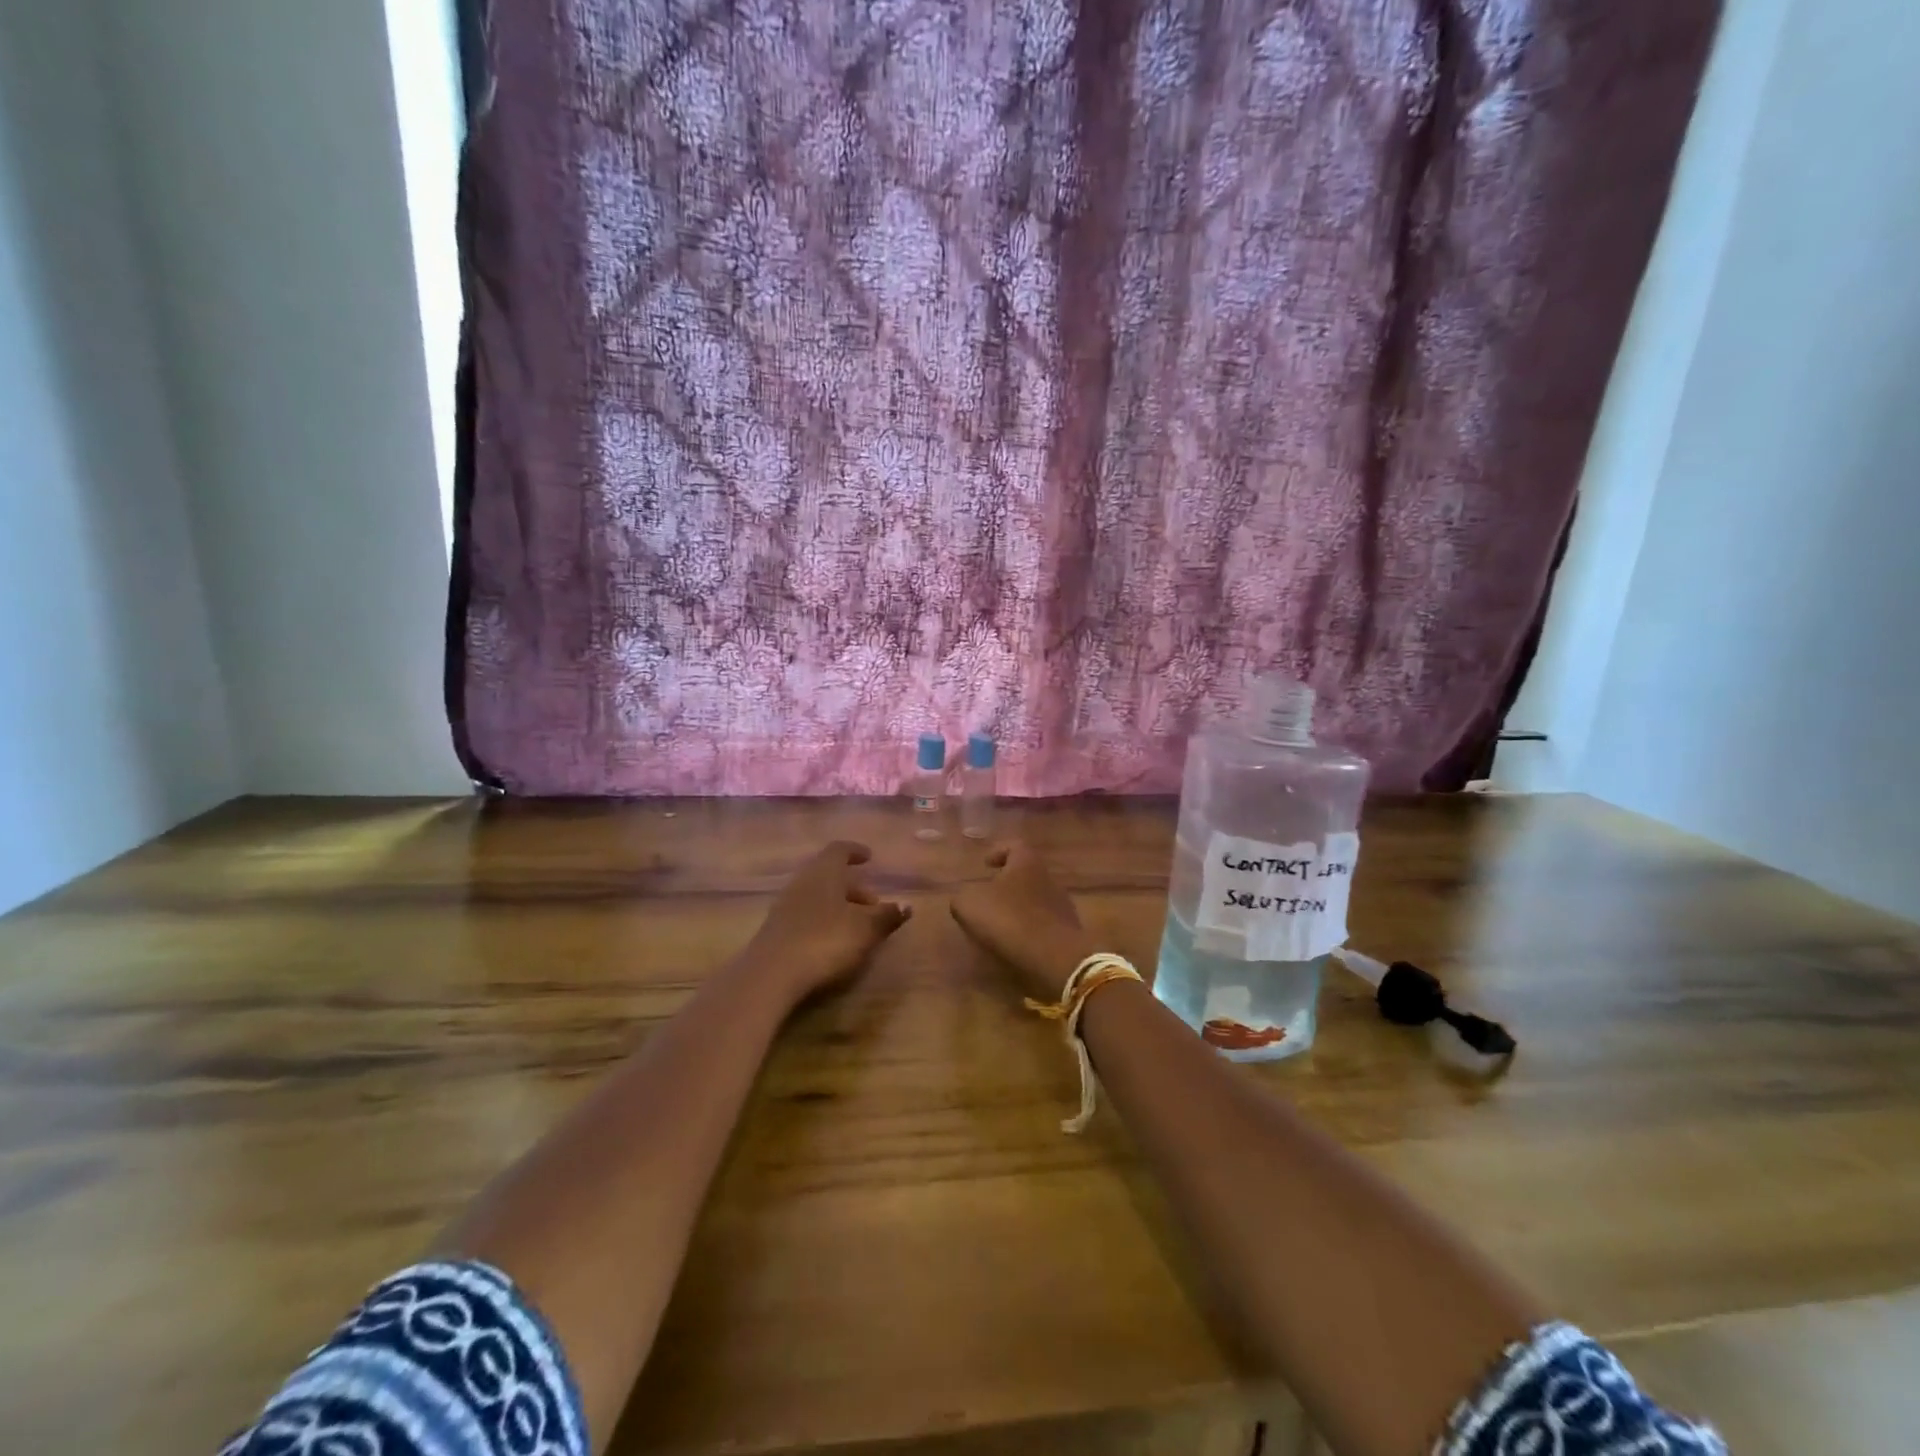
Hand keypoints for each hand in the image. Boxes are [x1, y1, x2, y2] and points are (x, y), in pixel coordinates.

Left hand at [740, 841, 909, 1006]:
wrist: (771, 975)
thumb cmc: (825, 941)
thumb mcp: (865, 930)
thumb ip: (886, 916)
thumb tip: (907, 906)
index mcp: (824, 872)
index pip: (839, 850)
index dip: (855, 851)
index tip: (869, 857)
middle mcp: (802, 882)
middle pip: (829, 875)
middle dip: (853, 887)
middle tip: (873, 904)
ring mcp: (785, 906)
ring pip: (817, 896)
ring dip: (838, 905)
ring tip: (858, 926)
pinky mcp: (776, 930)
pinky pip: (805, 915)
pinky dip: (823, 920)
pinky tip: (834, 940)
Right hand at [951, 842, 1097, 1002]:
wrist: (1054, 955)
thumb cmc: (1009, 919)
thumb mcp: (969, 905)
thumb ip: (963, 897)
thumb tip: (965, 899)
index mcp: (1026, 862)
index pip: (1014, 846)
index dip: (998, 852)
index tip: (986, 864)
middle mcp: (1048, 877)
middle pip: (1027, 872)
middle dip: (1008, 882)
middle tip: (989, 895)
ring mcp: (1062, 904)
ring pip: (1036, 898)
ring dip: (1019, 906)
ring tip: (999, 922)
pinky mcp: (1068, 930)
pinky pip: (1044, 922)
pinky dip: (1029, 927)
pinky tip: (1016, 941)